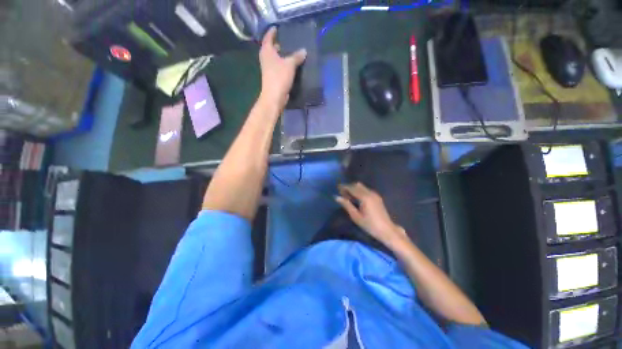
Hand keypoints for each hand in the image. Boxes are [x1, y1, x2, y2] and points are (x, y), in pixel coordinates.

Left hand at [259, 27, 306, 108]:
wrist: (274, 96)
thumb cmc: (279, 77)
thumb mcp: (290, 64)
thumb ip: (296, 57)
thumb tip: (304, 51)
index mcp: (267, 51)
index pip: (268, 38)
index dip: (271, 32)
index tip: (276, 28)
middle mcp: (265, 59)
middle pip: (270, 48)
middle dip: (276, 45)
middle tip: (284, 41)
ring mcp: (268, 70)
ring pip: (274, 59)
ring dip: (280, 56)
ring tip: (289, 53)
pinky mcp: (272, 78)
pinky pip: (277, 68)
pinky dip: (282, 65)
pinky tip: (290, 66)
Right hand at [335, 183, 408, 249]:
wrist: (387, 230)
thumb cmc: (370, 225)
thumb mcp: (356, 216)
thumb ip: (346, 205)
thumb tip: (337, 197)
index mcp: (364, 197)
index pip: (352, 188)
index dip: (344, 187)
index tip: (337, 188)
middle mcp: (370, 193)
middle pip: (357, 185)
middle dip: (349, 187)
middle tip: (341, 193)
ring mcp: (375, 194)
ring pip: (362, 187)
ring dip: (354, 188)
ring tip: (348, 196)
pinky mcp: (377, 197)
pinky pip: (366, 190)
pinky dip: (359, 191)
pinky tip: (356, 198)